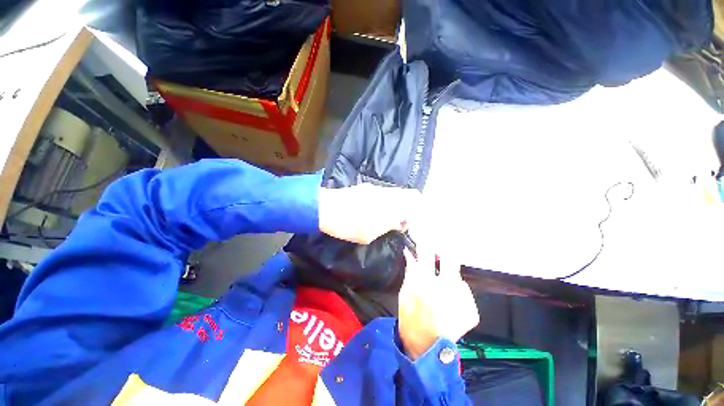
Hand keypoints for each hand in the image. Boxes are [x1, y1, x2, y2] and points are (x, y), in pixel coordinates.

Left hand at [318, 183, 420, 243]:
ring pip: (394, 193)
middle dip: (406, 208)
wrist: (325, 208)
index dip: (416, 209)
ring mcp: (375, 188)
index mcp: (389, 203)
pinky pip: (382, 193)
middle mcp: (385, 192)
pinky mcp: (365, 187)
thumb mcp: (369, 234)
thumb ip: (388, 226)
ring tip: (385, 218)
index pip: (414, 197)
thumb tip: (400, 223)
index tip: (407, 222)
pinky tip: (373, 210)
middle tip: (398, 222)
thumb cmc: (348, 225)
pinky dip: (384, 201)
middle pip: (406, 194)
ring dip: (395, 205)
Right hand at [398, 230, 478, 359]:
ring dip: (451, 279)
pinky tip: (451, 305)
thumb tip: (409, 253)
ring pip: (459, 279)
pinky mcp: (471, 314)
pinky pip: (465, 294)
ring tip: (444, 291)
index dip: (426, 242)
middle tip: (445, 248)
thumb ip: (410, 272)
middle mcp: (445, 292)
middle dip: (448, 253)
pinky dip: (458, 296)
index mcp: (425, 286)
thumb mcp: (404, 294)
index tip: (427, 232)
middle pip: (451, 261)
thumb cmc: (410, 319)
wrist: (426, 349)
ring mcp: (461, 303)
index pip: (426, 255)